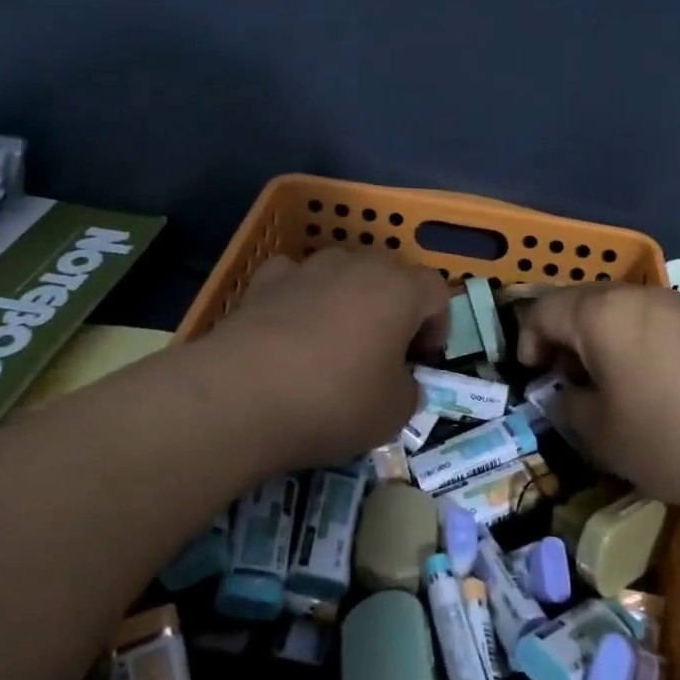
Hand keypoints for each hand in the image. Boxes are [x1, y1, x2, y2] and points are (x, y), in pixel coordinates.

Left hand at [191, 250, 449, 475]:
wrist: (240, 397)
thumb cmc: (335, 401)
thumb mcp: (394, 413)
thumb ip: (410, 390)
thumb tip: (401, 383)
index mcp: (400, 290)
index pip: (437, 292)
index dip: (438, 326)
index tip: (423, 361)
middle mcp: (357, 265)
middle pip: (390, 277)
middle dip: (395, 311)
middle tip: (386, 355)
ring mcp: (308, 268)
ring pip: (343, 275)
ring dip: (349, 302)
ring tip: (336, 345)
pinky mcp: (264, 281)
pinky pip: (297, 281)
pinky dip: (301, 299)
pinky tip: (291, 333)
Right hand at [518, 284, 679, 531]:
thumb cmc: (673, 440)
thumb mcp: (602, 436)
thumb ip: (567, 407)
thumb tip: (564, 394)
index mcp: (603, 313)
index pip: (544, 310)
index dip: (527, 342)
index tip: (532, 378)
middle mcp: (640, 296)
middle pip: (584, 304)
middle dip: (565, 339)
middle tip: (568, 383)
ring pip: (623, 312)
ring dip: (603, 341)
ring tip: (612, 386)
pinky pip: (657, 323)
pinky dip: (639, 344)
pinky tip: (657, 385)